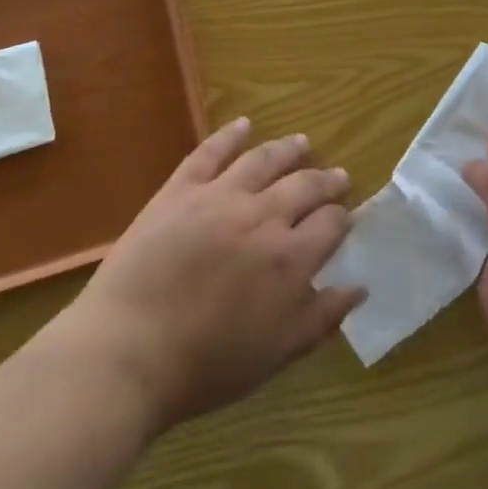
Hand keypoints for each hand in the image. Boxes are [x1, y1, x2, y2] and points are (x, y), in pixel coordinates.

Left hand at [50, 118, 363, 434]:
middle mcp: (263, 217)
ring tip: (303, 142)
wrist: (128, 351)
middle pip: (304, 186)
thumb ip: (321, 318)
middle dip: (326, 180)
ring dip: (288, 149)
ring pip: (264, 161)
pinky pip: (210, 152)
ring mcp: (220, 197)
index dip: (342, 219)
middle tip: (338, 176)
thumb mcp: (276, 354)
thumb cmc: (205, 365)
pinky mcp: (181, 190)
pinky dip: (229, 134)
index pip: (330, 225)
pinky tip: (244, 123)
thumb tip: (359, 287)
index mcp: (290, 259)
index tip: (344, 218)